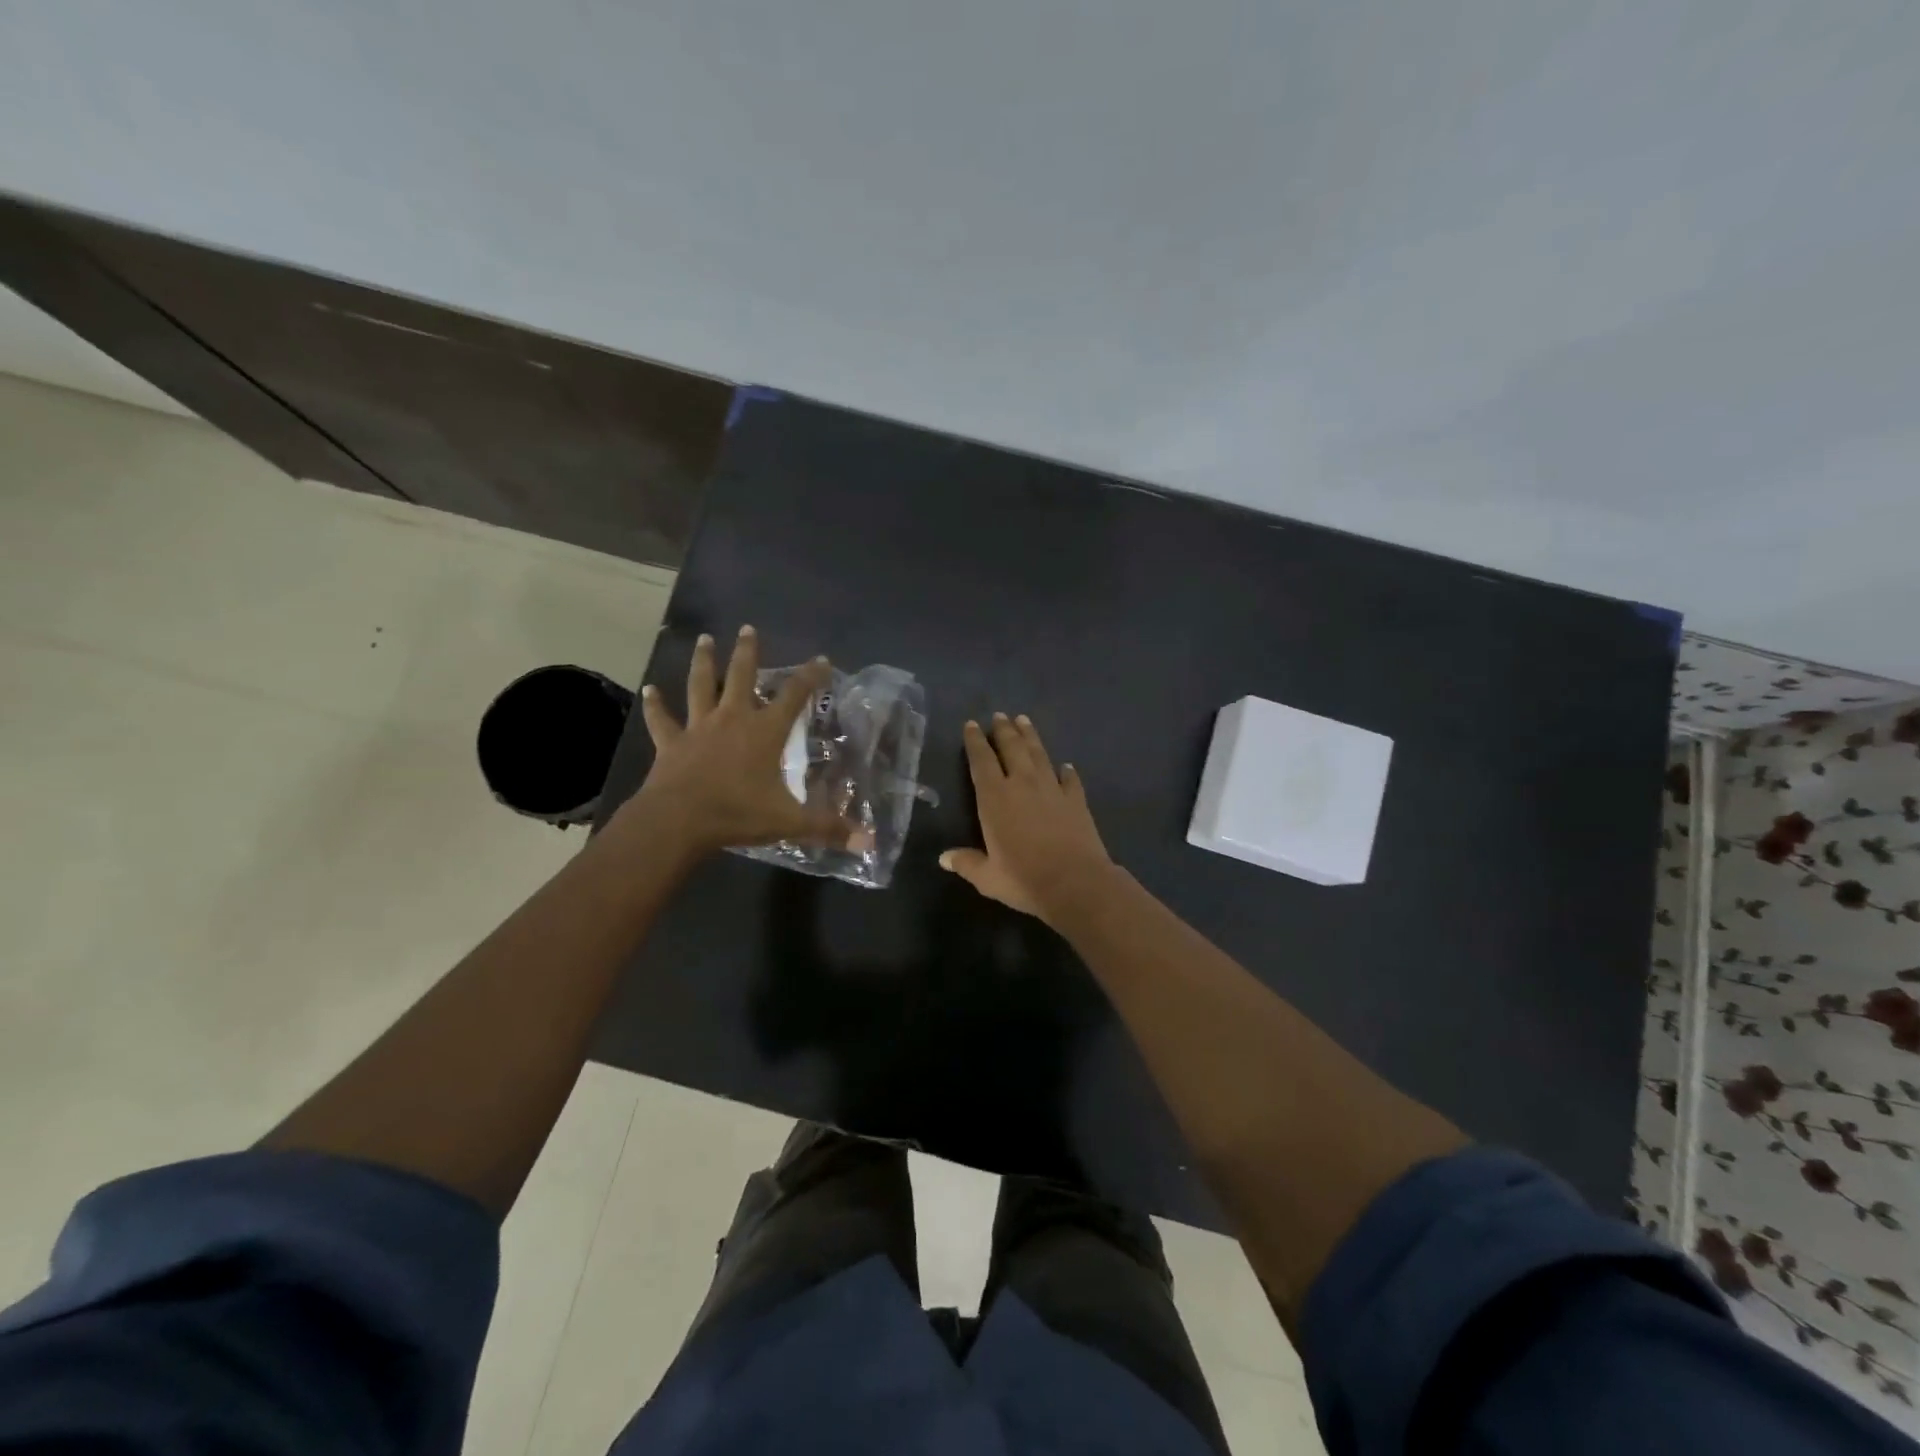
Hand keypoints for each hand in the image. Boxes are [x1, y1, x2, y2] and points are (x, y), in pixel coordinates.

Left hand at [624, 626, 860, 856]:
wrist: (678, 821)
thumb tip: (869, 842)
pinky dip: (655, 705)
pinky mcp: (671, 743)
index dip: (810, 676)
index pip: (794, 696)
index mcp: (764, 732)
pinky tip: (649, 690)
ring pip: (701, 686)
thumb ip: (827, 827)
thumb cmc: (737, 814)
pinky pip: (662, 719)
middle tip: (747, 628)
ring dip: (704, 662)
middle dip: (747, 652)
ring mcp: (698, 728)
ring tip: (705, 640)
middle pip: (741, 676)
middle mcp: (732, 719)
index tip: (821, 659)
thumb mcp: (789, 822)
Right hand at [940, 713, 1114, 922]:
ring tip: (1024, 720)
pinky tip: (1066, 765)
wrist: (1076, 883)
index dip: (975, 742)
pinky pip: (1070, 779)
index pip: (981, 761)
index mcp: (995, 798)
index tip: (972, 724)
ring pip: (1039, 754)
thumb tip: (944, 858)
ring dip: (1030, 736)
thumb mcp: (988, 877)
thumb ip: (966, 863)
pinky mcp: (1076, 800)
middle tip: (999, 715)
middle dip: (1003, 730)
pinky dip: (1066, 770)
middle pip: (1012, 748)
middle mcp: (1022, 784)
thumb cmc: (1024, 879)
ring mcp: (1052, 789)